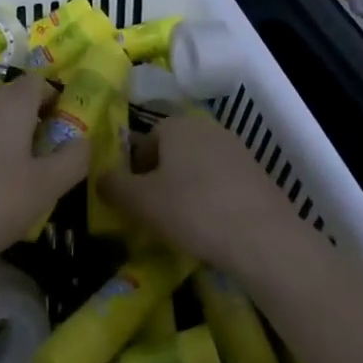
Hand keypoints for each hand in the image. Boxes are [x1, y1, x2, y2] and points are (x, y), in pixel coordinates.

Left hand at [0, 75, 88, 271]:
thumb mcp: (46, 187)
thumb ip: (73, 159)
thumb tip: (83, 139)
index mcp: (10, 104)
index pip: (39, 82)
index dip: (56, 100)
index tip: (65, 131)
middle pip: (14, 100)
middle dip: (33, 123)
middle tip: (46, 160)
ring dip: (7, 139)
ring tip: (16, 178)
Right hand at [100, 113, 309, 281]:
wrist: (263, 237)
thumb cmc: (193, 210)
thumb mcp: (141, 202)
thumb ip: (114, 187)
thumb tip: (99, 177)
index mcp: (176, 125)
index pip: (144, 140)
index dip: (133, 171)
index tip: (132, 200)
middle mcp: (206, 127)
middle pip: (171, 152)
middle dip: (159, 179)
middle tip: (154, 214)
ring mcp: (235, 148)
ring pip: (197, 167)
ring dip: (186, 189)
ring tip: (182, 224)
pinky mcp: (257, 173)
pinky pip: (221, 182)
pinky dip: (211, 199)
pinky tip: (211, 227)